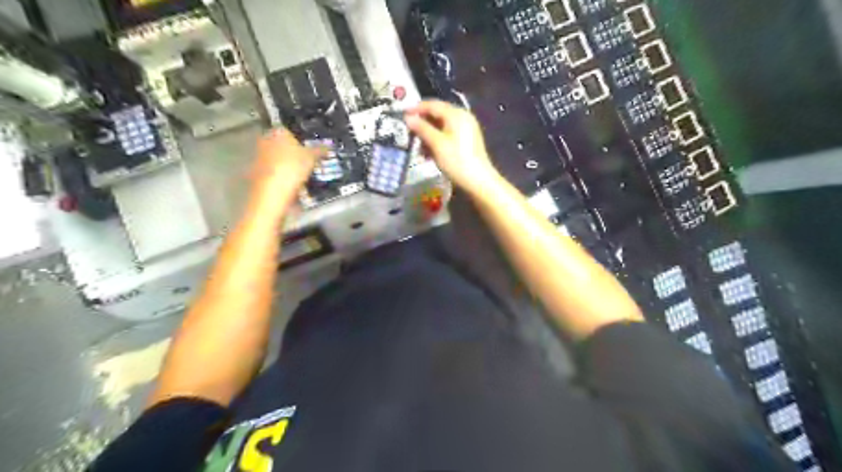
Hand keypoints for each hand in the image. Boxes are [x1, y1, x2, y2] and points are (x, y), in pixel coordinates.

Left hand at [247, 129, 323, 201]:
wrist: (271, 191)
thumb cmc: (292, 167)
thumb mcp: (312, 158)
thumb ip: (320, 150)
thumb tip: (329, 146)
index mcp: (278, 131)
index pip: (291, 131)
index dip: (302, 140)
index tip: (310, 149)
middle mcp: (265, 139)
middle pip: (283, 144)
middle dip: (293, 152)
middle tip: (307, 162)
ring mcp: (259, 156)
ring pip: (278, 158)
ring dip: (287, 164)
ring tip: (301, 175)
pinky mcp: (256, 171)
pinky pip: (273, 171)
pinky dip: (281, 175)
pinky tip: (291, 183)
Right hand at [403, 100, 494, 192]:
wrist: (478, 180)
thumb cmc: (456, 160)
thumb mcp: (436, 144)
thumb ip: (422, 128)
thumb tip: (408, 118)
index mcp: (456, 114)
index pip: (432, 105)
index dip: (416, 109)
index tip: (402, 115)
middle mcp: (462, 117)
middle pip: (437, 114)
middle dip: (422, 124)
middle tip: (409, 133)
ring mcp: (466, 129)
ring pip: (441, 126)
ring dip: (428, 135)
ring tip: (418, 147)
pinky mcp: (466, 140)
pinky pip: (447, 135)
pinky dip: (436, 141)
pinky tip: (429, 153)